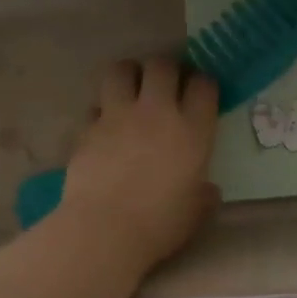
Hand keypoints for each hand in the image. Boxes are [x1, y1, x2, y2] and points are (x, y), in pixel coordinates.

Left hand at [54, 57, 220, 273]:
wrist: (104, 231)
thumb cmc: (160, 224)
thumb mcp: (196, 211)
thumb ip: (204, 194)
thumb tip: (208, 190)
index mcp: (192, 130)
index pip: (204, 85)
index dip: (203, 83)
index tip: (200, 92)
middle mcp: (157, 112)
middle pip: (163, 66)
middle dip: (166, 68)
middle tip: (165, 83)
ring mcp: (119, 116)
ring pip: (122, 70)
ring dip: (129, 74)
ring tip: (131, 88)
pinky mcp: (88, 128)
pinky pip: (95, 105)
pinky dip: (101, 111)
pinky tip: (104, 125)